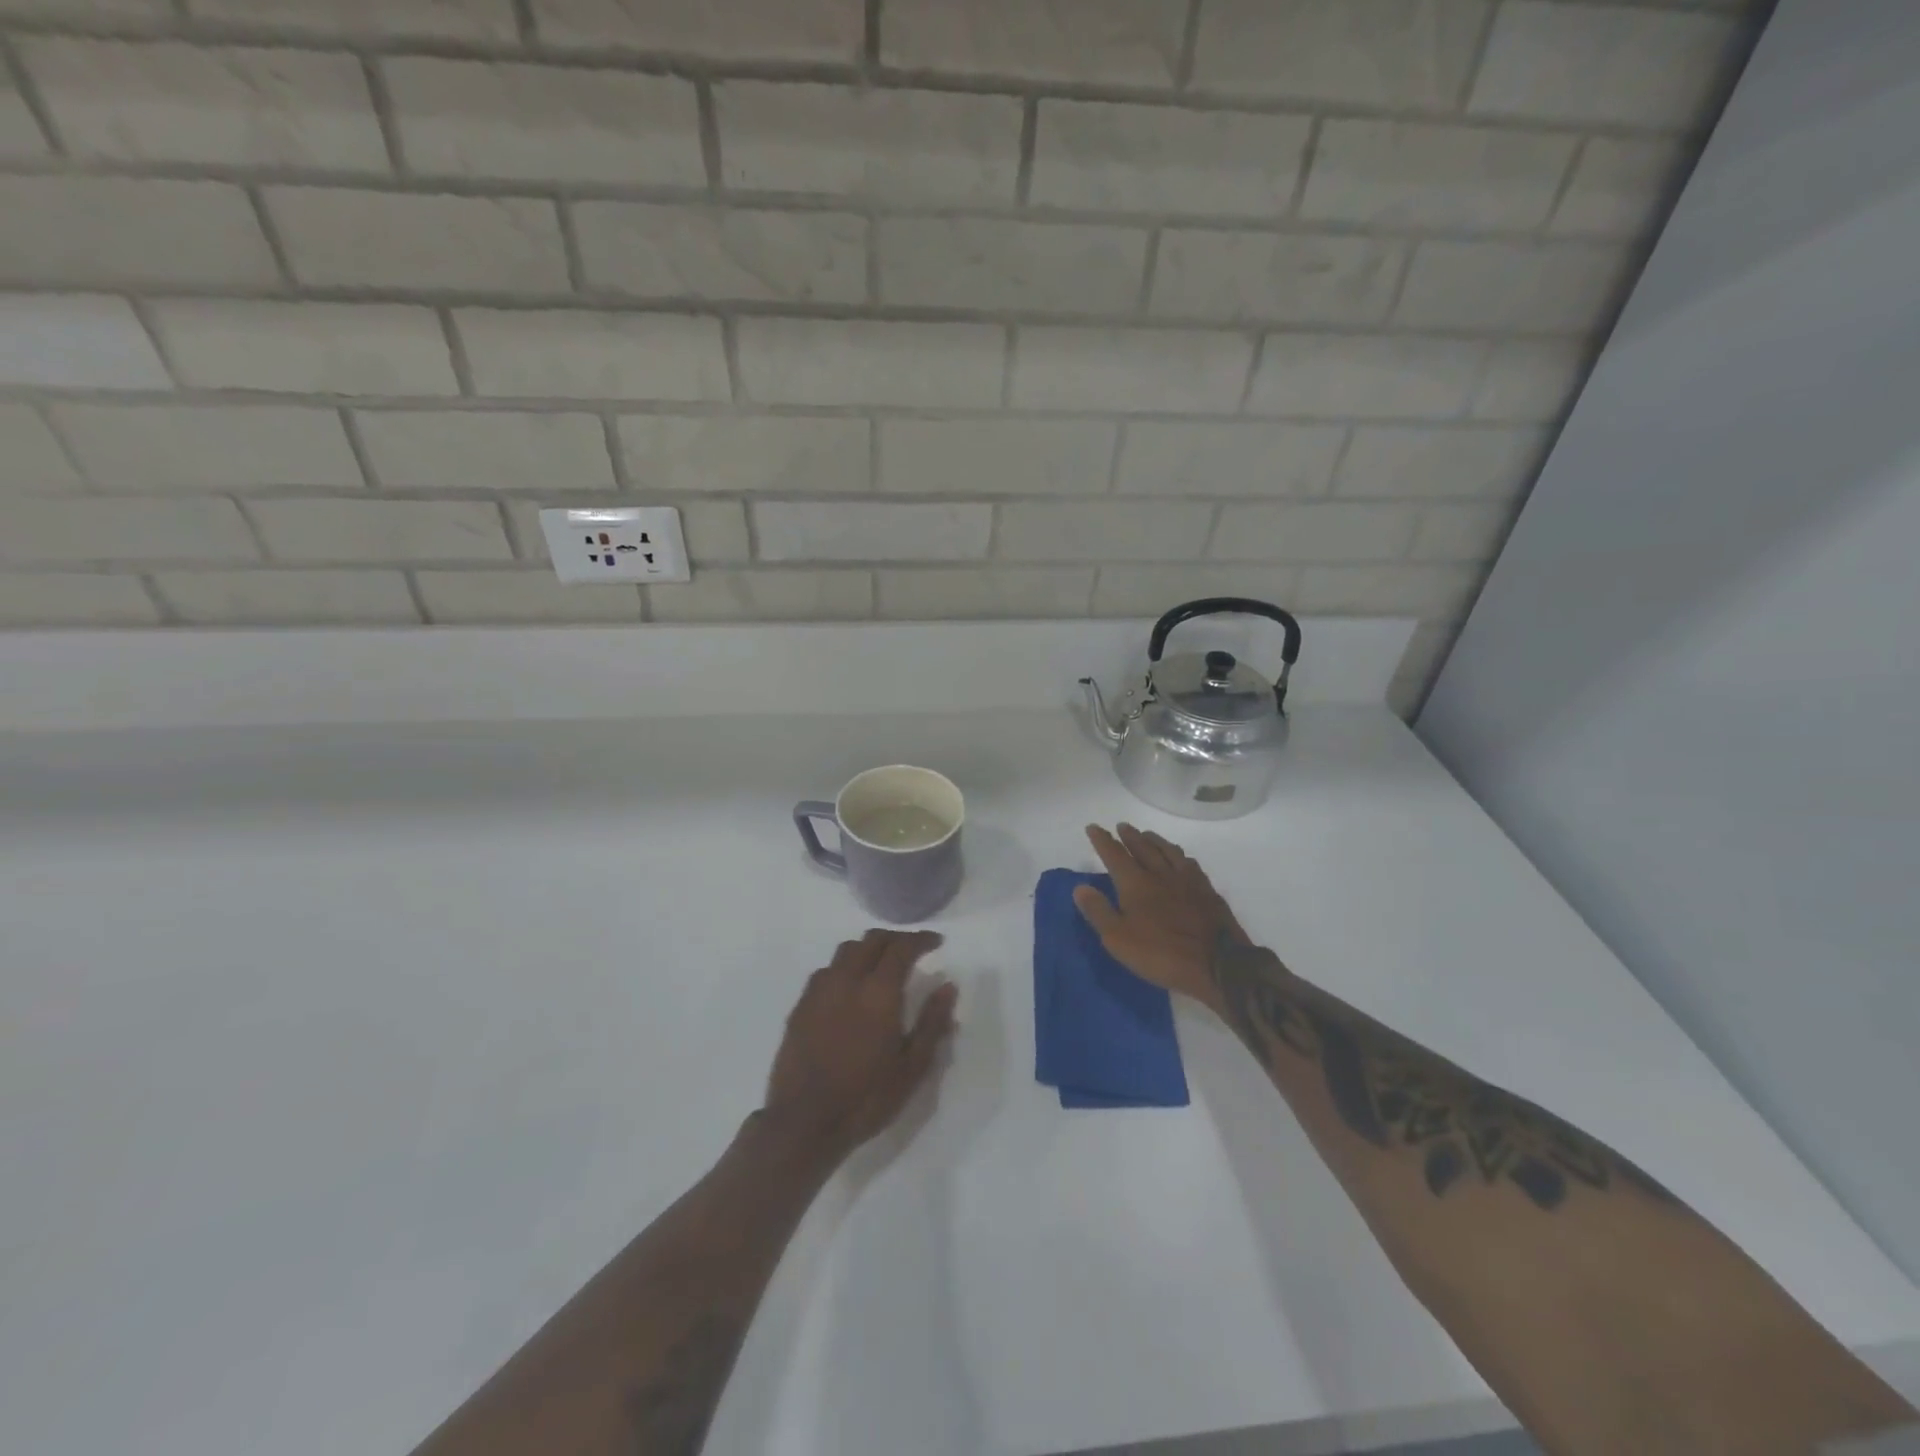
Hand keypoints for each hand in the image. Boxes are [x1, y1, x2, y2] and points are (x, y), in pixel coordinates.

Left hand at [763, 929, 958, 1164]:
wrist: (804, 1123)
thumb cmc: (866, 1098)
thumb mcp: (912, 1067)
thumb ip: (932, 1022)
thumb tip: (948, 986)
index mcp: (878, 992)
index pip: (902, 947)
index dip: (921, 939)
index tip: (936, 942)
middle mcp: (847, 980)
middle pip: (872, 940)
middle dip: (895, 939)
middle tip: (911, 951)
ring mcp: (819, 991)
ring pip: (846, 950)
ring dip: (868, 949)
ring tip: (880, 965)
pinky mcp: (800, 1006)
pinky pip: (826, 971)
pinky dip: (844, 968)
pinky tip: (849, 989)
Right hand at [1073, 824, 1246, 1009]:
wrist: (1218, 964)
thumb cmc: (1161, 953)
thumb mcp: (1118, 939)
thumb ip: (1099, 911)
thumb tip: (1080, 887)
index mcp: (1136, 883)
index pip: (1114, 855)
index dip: (1102, 840)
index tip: (1093, 827)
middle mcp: (1161, 874)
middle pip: (1143, 847)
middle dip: (1130, 836)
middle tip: (1122, 826)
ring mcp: (1187, 880)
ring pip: (1168, 851)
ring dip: (1155, 840)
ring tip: (1147, 835)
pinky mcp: (1208, 891)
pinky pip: (1190, 864)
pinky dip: (1179, 855)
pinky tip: (1181, 858)